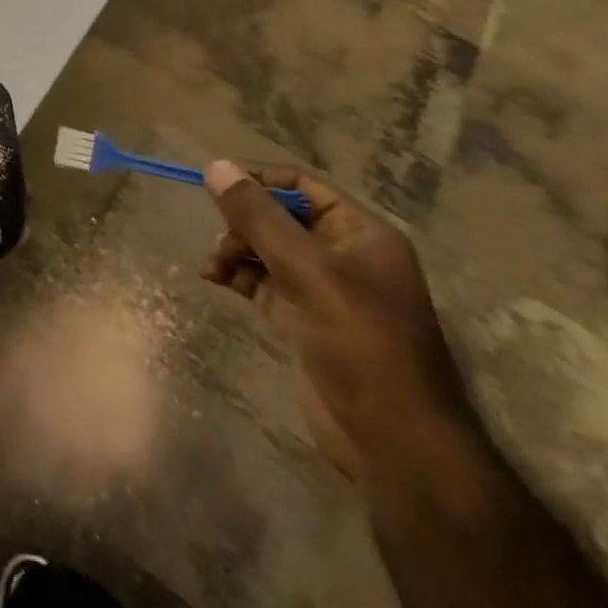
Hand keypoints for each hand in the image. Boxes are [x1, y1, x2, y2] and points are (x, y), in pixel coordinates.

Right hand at [199, 162, 472, 480]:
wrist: (394, 441)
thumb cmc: (360, 343)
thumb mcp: (307, 271)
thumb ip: (259, 217)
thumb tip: (216, 166)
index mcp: (361, 233)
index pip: (302, 185)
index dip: (258, 180)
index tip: (214, 186)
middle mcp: (344, 255)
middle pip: (281, 216)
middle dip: (244, 222)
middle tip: (220, 242)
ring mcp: (325, 290)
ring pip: (268, 249)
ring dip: (236, 249)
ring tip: (213, 267)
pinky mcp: (306, 320)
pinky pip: (264, 282)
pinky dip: (238, 276)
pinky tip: (215, 280)